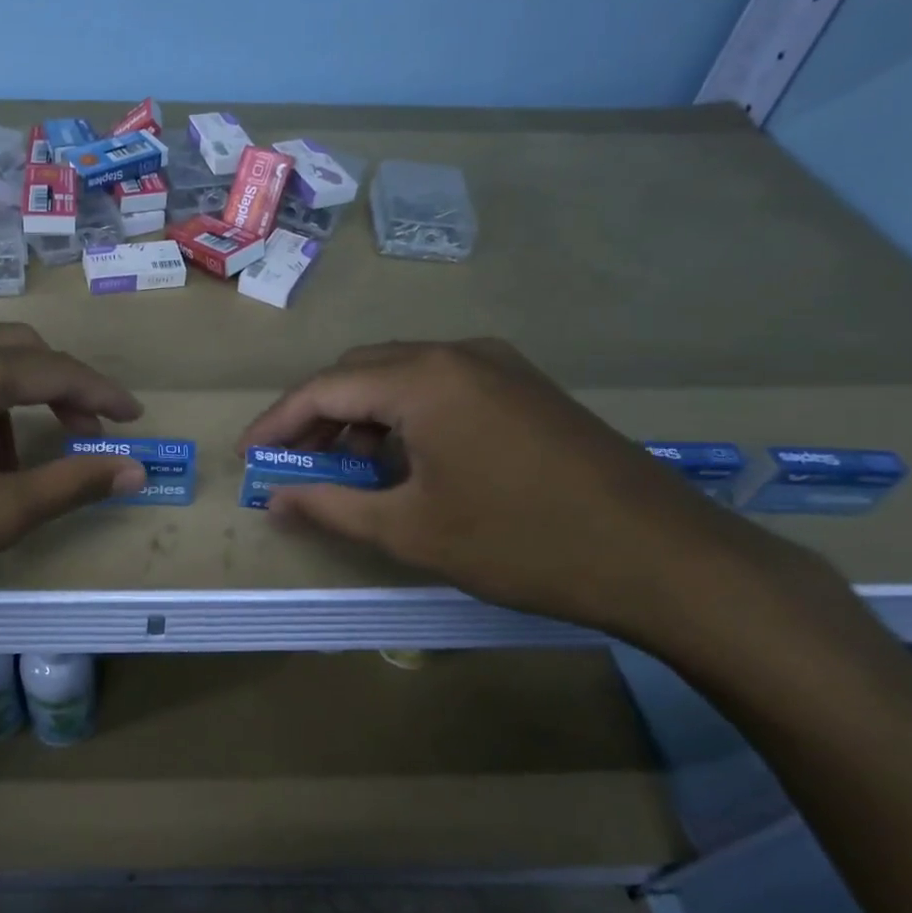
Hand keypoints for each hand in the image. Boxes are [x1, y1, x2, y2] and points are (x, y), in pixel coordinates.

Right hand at [240, 339, 797, 649]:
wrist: (664, 558)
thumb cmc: (522, 542)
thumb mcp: (411, 531)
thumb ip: (331, 507)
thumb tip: (275, 500)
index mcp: (423, 379)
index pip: (323, 388)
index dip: (277, 423)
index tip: (247, 456)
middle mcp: (456, 353)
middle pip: (359, 372)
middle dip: (317, 416)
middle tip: (294, 464)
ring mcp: (497, 365)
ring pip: (400, 376)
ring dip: (361, 416)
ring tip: (346, 469)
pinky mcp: (524, 386)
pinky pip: (440, 386)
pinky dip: (404, 416)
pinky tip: (406, 461)